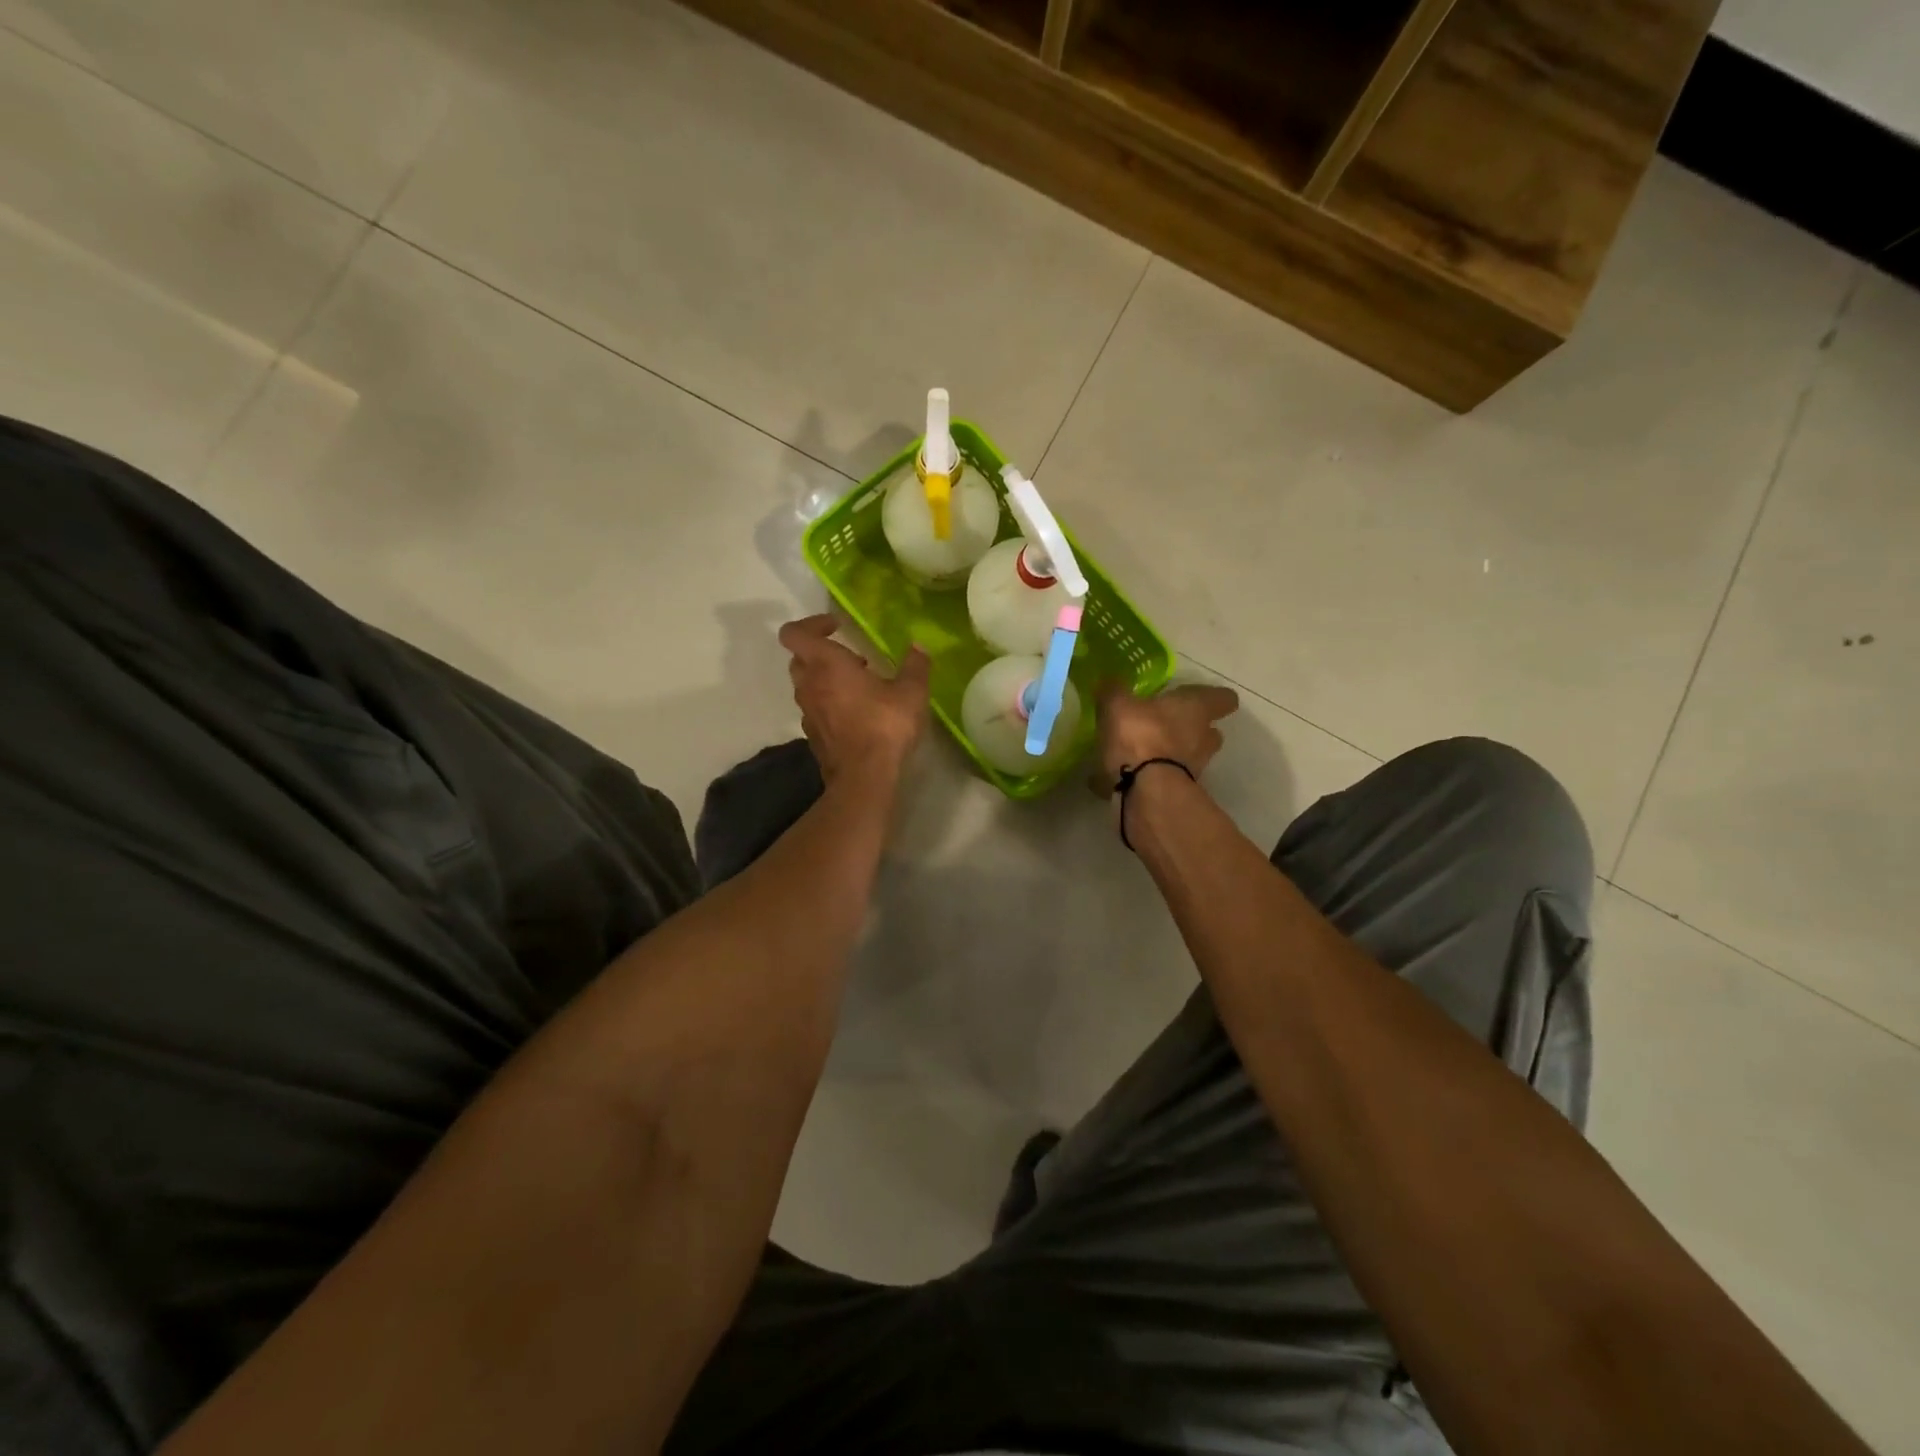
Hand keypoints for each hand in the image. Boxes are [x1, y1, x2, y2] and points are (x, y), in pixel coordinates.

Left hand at [779, 615, 930, 785]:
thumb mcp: (911, 691)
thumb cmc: (885, 725)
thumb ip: (915, 665)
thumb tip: (919, 647)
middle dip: (821, 653)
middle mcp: (809, 684)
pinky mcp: (812, 735)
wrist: (864, 777)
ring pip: (806, 685)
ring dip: (826, 679)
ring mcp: (807, 712)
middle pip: (799, 658)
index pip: (795, 633)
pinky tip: (857, 713)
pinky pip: (815, 709)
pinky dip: (829, 704)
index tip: (838, 626)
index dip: (812, 624)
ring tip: (860, 686)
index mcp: (826, 664)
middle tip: (852, 658)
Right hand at [1093, 681, 1239, 793]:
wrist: (1147, 790)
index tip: (1199, 697)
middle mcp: (1204, 737)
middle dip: (1192, 729)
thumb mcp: (1118, 705)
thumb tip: (1109, 679)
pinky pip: (1167, 779)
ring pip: (1190, 757)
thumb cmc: (1141, 736)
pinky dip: (1153, 777)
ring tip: (1144, 753)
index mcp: (1196, 709)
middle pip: (1210, 731)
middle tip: (1168, 725)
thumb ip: (1114, 690)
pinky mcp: (1179, 793)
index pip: (1222, 698)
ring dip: (1173, 755)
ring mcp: (1195, 768)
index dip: (1214, 698)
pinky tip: (1126, 777)